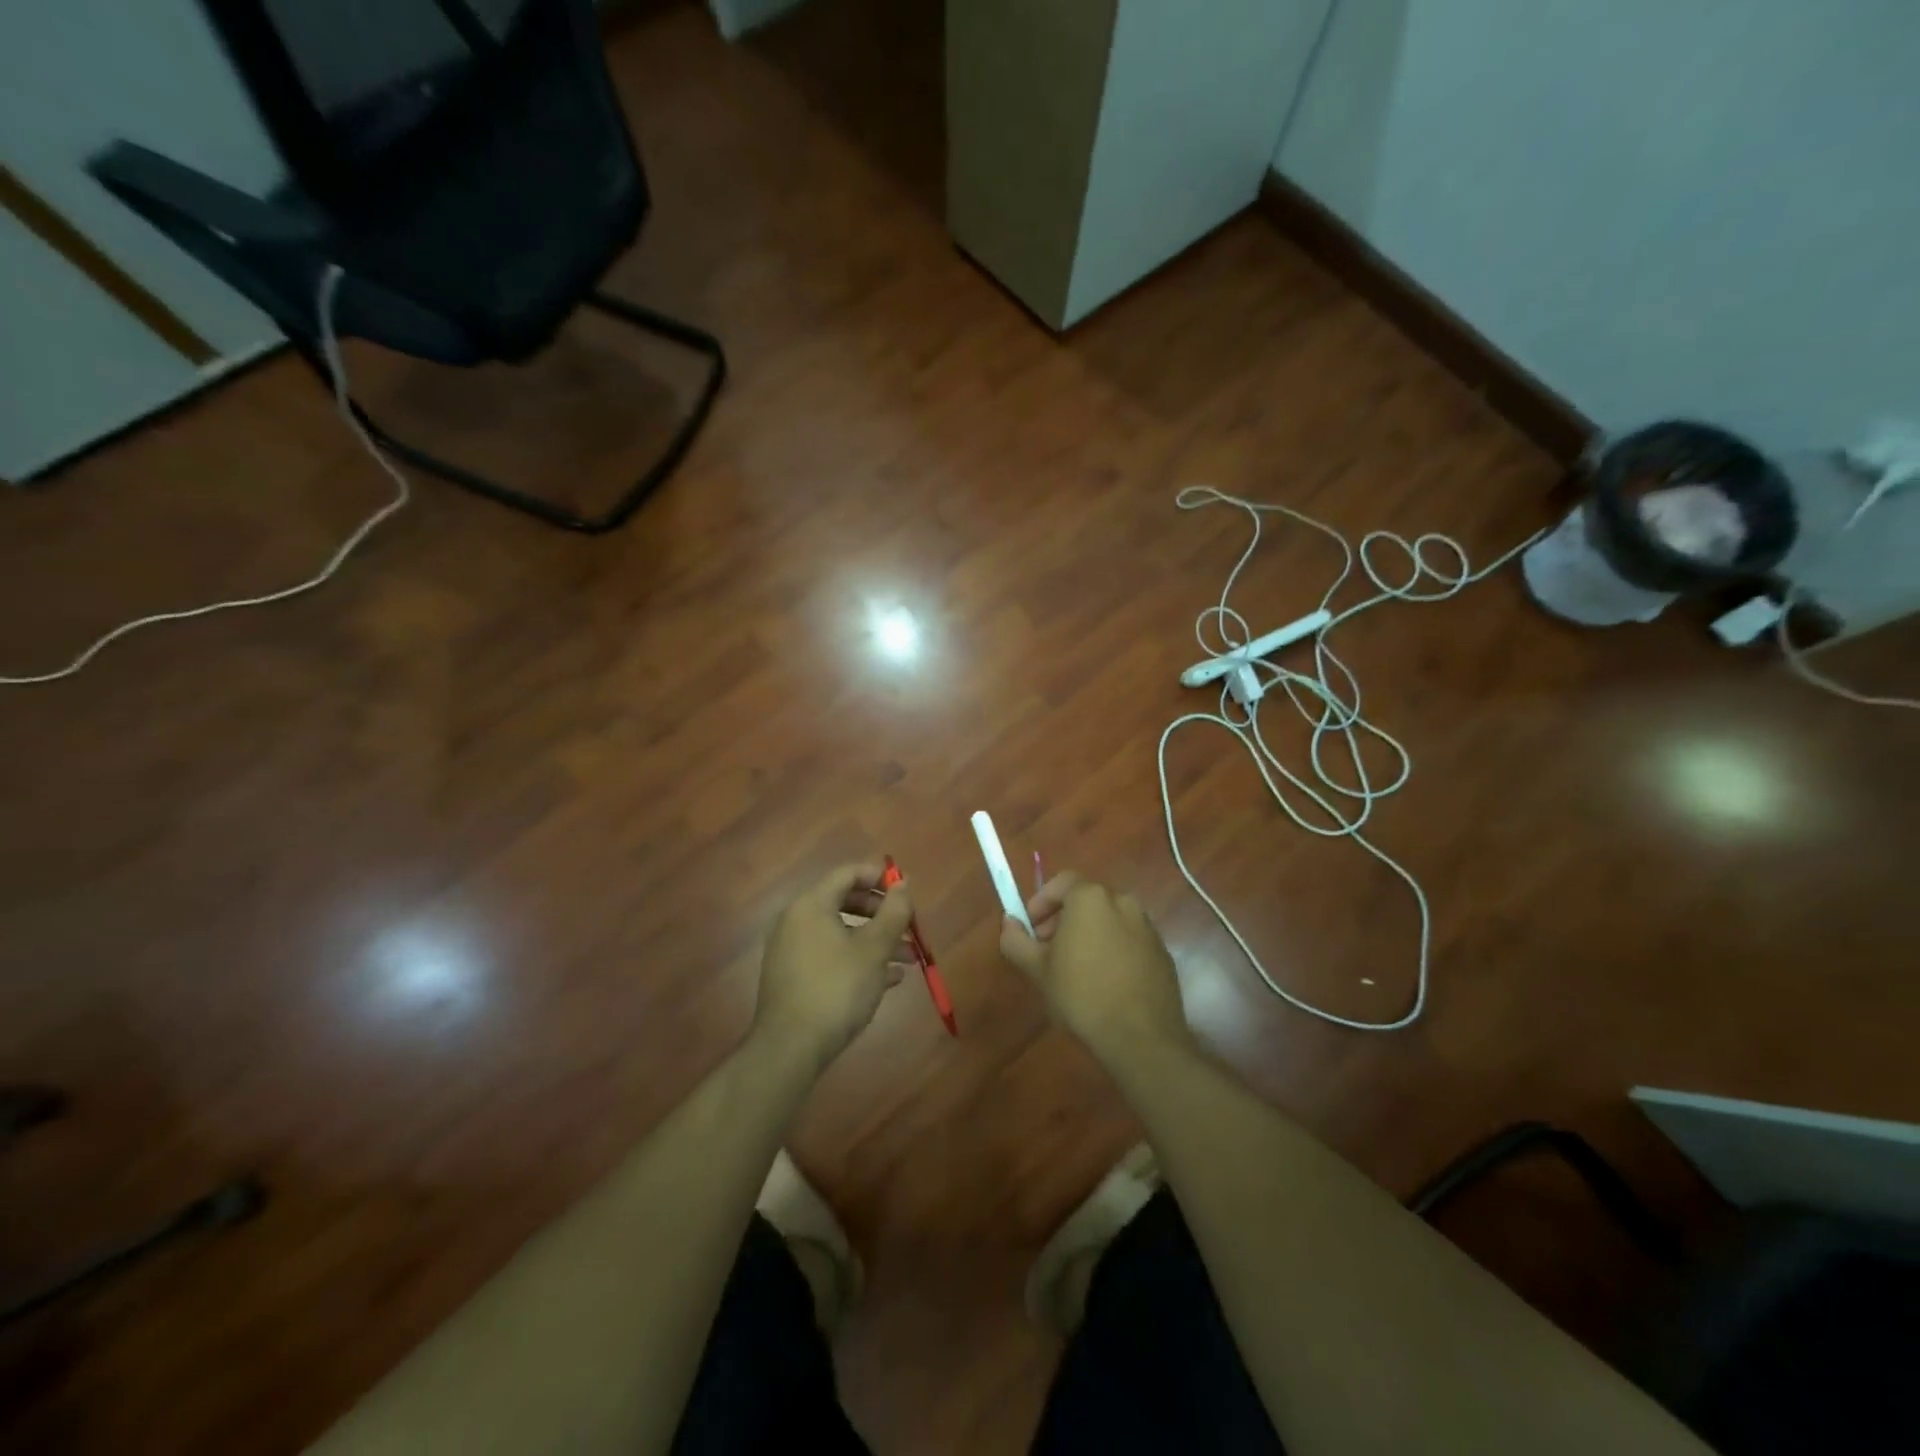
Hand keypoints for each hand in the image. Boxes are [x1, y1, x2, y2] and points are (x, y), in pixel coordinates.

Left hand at [753, 863, 915, 1072]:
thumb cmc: (836, 989)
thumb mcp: (874, 949)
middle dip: (882, 914)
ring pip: (841, 933)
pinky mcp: (794, 977)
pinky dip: (858, 959)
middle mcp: (797, 920)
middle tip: (909, 927)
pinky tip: (888, 979)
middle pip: (845, 902)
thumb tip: (904, 883)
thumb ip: (893, 912)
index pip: (848, 874)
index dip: (880, 878)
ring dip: (876, 940)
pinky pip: (831, 955)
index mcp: (811, 905)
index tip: (906, 893)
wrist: (790, 1048)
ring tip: (909, 959)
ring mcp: (792, 950)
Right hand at [999, 875, 1192, 1064]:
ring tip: (1076, 968)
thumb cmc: (1082, 995)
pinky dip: (1113, 948)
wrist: (1141, 1038)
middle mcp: (1123, 902)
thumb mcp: (1038, 970)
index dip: (1042, 902)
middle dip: (1064, 918)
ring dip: (1089, 933)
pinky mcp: (1162, 951)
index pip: (1062, 882)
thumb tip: (1009, 923)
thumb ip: (1016, 940)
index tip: (1032, 928)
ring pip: (1109, 919)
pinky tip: (1105, 981)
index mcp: (1091, 899)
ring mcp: (1147, 926)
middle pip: (1086, 899)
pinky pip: (1129, 939)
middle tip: (1048, 949)